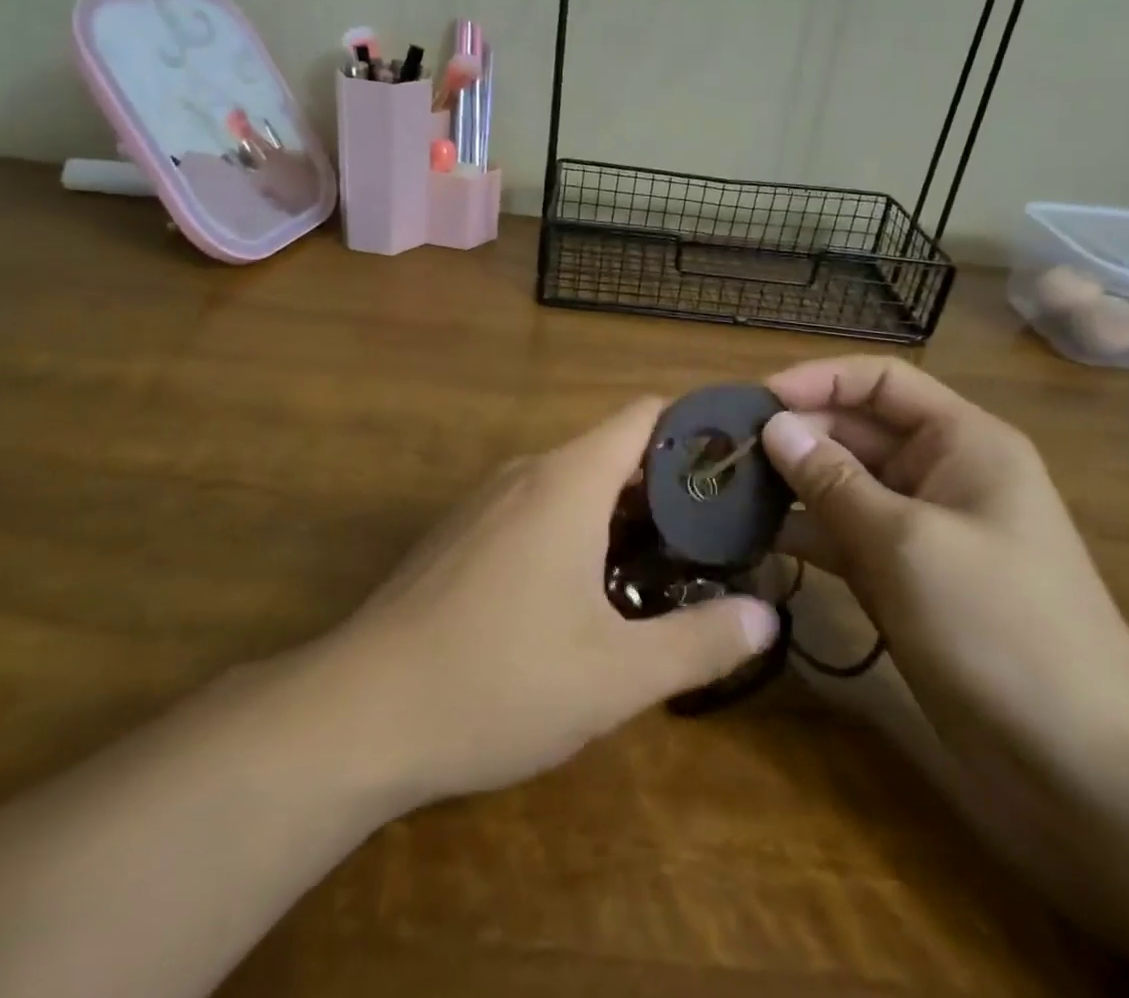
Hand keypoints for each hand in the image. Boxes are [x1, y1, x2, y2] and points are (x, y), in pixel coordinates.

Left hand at [331, 399, 781, 803]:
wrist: (360, 712)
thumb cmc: (499, 680)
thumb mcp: (616, 675)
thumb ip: (701, 642)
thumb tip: (767, 616)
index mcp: (566, 480)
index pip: (643, 416)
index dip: (695, 430)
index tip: (737, 469)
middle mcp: (525, 473)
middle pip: (611, 451)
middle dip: (667, 487)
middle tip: (718, 537)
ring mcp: (485, 502)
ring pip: (572, 483)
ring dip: (621, 514)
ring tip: (666, 568)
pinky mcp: (460, 535)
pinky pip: (535, 510)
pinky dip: (575, 530)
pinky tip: (586, 595)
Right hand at [761, 357, 1128, 795]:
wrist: (1082, 764)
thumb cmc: (1001, 627)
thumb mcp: (908, 543)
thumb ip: (833, 481)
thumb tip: (773, 427)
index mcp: (962, 442)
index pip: (880, 382)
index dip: (818, 380)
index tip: (755, 401)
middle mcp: (939, 472)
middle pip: (854, 430)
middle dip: (794, 435)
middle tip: (725, 452)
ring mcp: (918, 527)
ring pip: (841, 483)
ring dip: (788, 484)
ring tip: (724, 490)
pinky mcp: (900, 575)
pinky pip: (841, 534)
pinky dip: (801, 532)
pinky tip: (751, 537)